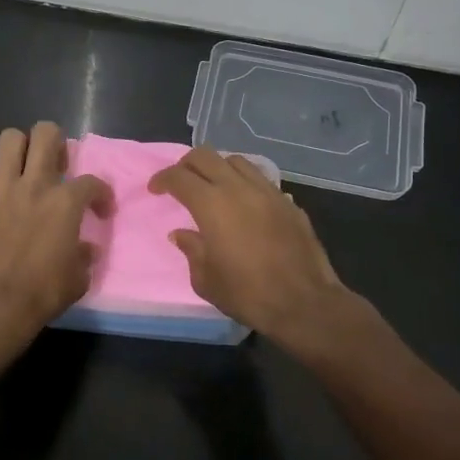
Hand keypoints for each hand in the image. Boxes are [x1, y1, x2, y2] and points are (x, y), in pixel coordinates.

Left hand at [0, 121, 110, 342]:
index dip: (101, 194)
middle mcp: (35, 185)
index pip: (92, 182)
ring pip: (9, 139)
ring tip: (20, 167)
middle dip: (54, 143)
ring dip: (17, 149)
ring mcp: (0, 188)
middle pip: (46, 134)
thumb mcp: (78, 279)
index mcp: (65, 203)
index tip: (100, 211)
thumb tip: (86, 248)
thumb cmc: (42, 293)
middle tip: (53, 165)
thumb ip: (84, 257)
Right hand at [149, 147, 352, 345]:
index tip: (155, 189)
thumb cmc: (247, 294)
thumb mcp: (205, 279)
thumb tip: (181, 234)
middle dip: (186, 164)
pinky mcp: (288, 202)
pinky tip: (243, 203)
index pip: (179, 177)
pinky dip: (244, 182)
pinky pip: (260, 179)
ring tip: (213, 188)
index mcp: (212, 205)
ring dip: (218, 168)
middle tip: (180, 182)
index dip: (162, 179)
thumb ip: (191, 250)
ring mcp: (267, 192)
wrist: (304, 303)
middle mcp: (239, 188)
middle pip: (206, 156)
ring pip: (236, 161)